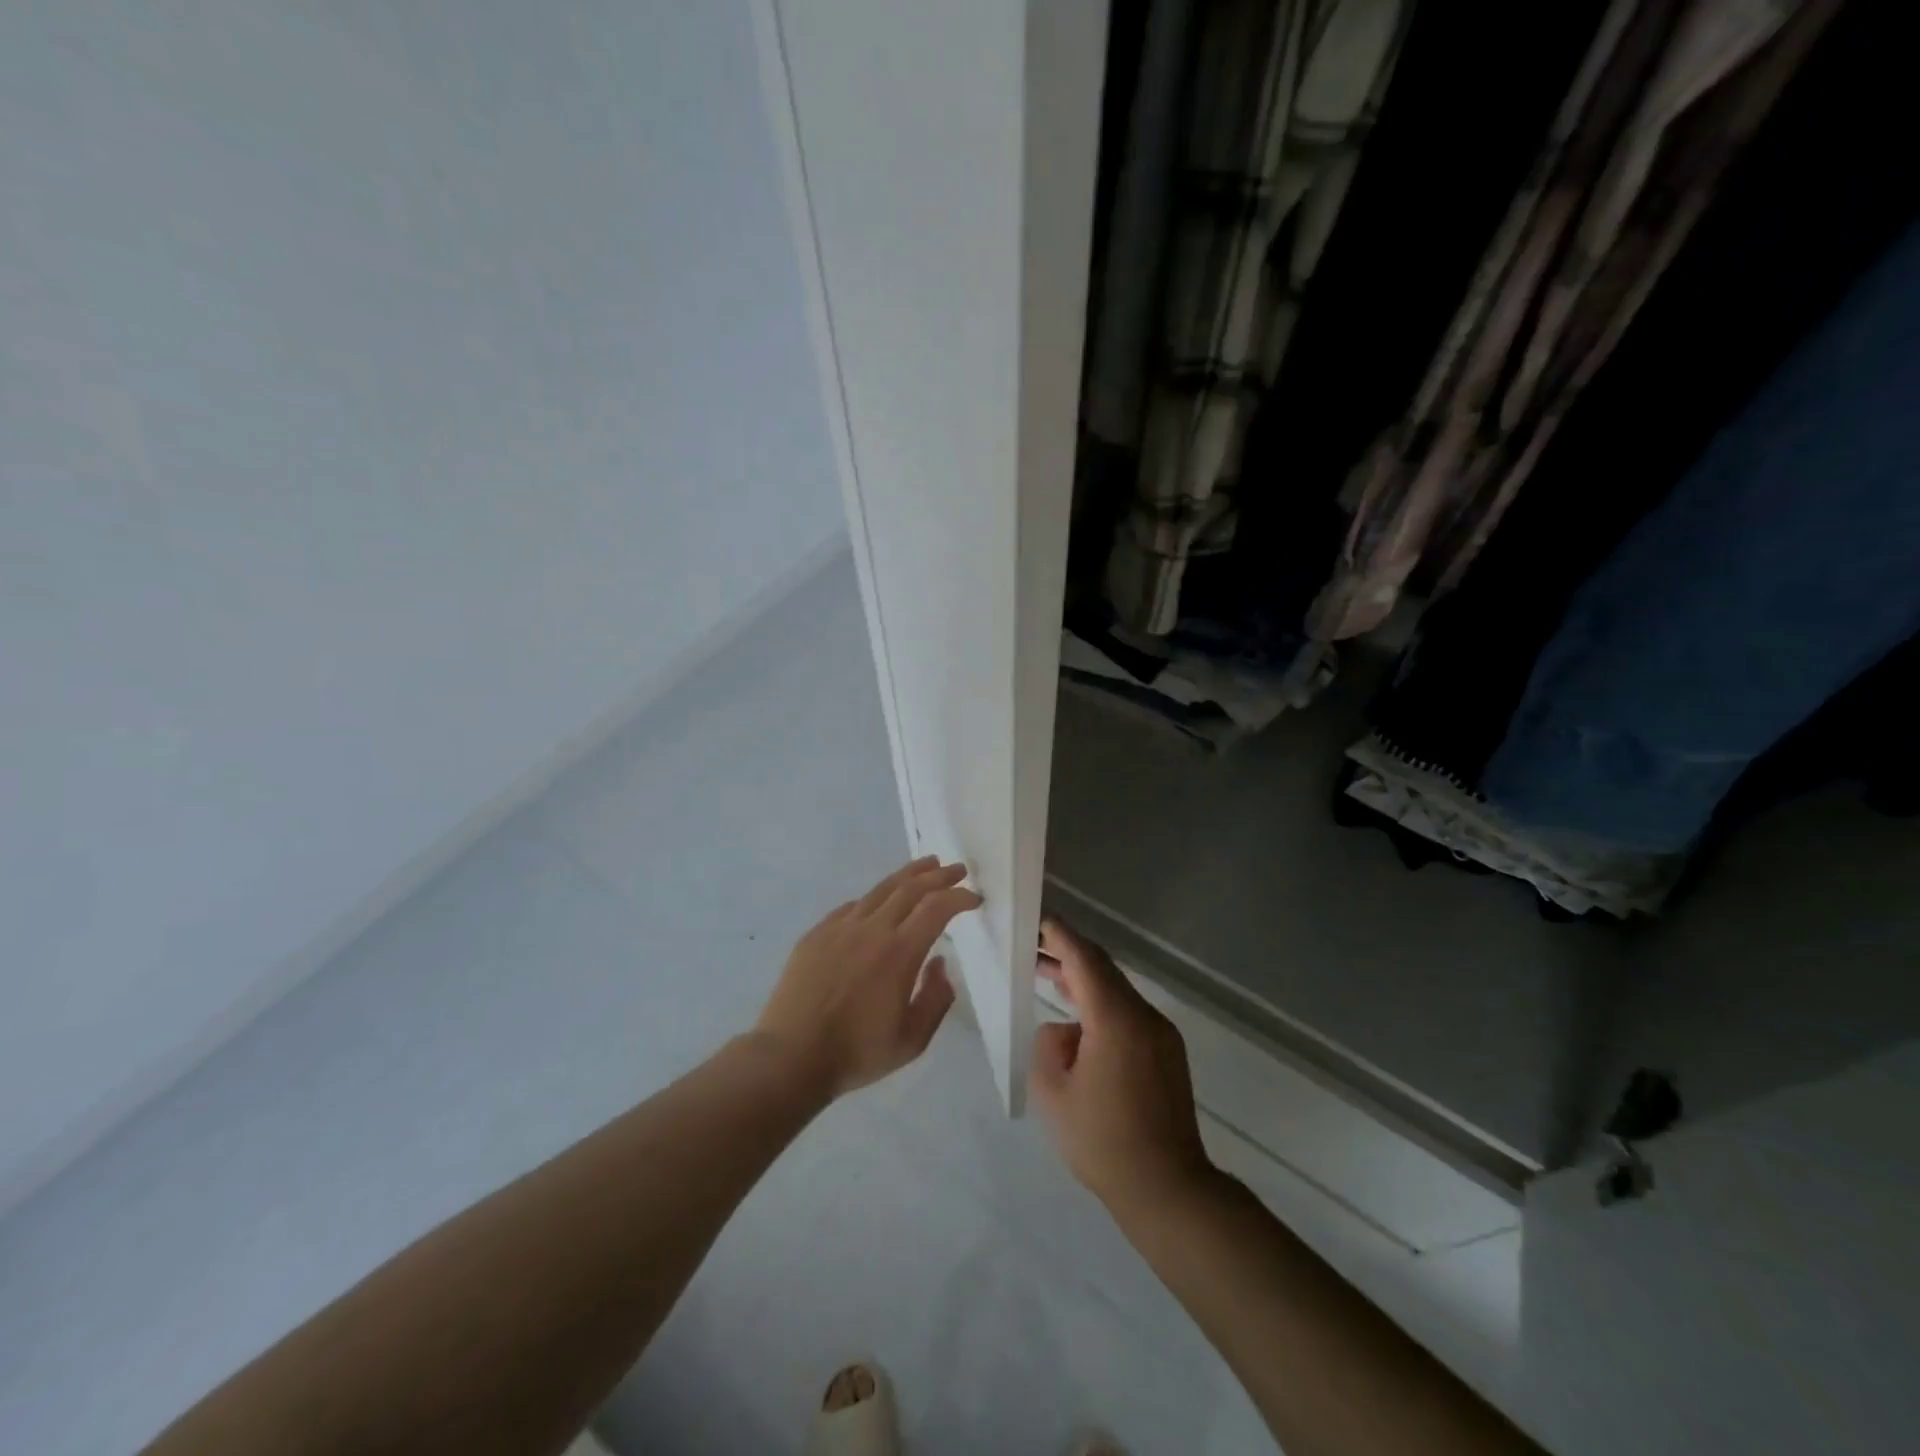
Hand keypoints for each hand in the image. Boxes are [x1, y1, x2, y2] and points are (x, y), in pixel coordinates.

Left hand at [755, 857, 980, 1099]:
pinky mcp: (816, 934)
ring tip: (926, 865)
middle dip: (939, 876)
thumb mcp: (912, 1041)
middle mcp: (871, 930)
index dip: (959, 897)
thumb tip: (939, 964)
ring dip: (908, 875)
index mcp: (899, 953)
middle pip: (910, 888)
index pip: (936, 908)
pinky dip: (874, 898)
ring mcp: (840, 928)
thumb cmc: (856, 1053)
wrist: (790, 1056)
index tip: (974, 897)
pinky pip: (851, 907)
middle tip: (957, 869)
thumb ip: (935, 999)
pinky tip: (879, 902)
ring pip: (880, 890)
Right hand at [1032, 917, 1213, 1214]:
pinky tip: (1080, 1021)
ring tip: (1049, 977)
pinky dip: (1102, 1005)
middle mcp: (1144, 1016)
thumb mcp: (1054, 1094)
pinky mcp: (1168, 1052)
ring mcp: (1161, 1034)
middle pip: (1104, 969)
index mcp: (1115, 1020)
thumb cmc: (1103, 1142)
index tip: (1039, 920)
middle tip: (1035, 948)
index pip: (1085, 960)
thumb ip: (1049, 1045)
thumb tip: (1065, 1031)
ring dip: (1085, 981)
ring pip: (1118, 991)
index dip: (1061, 936)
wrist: (1168, 1189)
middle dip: (1069, 955)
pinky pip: (1130, 1013)